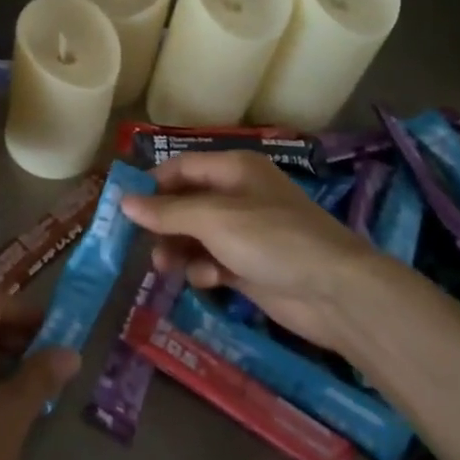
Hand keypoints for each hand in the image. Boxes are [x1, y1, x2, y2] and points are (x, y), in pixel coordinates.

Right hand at [120, 149, 383, 351]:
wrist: (336, 292)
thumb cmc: (272, 240)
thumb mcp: (213, 219)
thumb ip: (166, 211)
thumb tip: (123, 202)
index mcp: (234, 169)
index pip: (181, 167)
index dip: (152, 184)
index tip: (123, 206)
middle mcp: (238, 195)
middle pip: (186, 203)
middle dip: (163, 223)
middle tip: (141, 244)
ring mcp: (246, 233)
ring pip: (196, 235)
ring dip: (178, 249)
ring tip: (165, 267)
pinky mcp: (251, 266)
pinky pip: (213, 261)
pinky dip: (204, 269)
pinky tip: (208, 280)